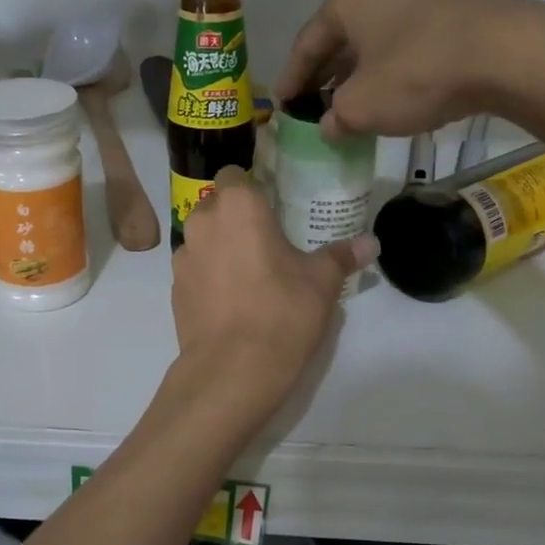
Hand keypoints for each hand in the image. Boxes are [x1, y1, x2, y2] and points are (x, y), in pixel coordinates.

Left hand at [173, 167, 376, 411]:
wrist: (232, 369)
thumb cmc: (282, 311)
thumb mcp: (322, 282)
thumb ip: (342, 256)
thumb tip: (370, 244)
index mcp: (237, 206)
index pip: (235, 174)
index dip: (252, 186)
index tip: (272, 206)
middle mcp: (202, 222)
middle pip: (216, 206)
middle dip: (237, 218)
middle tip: (267, 241)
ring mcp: (183, 258)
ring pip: (203, 239)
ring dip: (221, 248)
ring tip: (250, 275)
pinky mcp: (174, 290)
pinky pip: (195, 271)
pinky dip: (210, 278)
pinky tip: (232, 302)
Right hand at [276, 0, 544, 141]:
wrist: (506, 55)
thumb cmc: (416, 73)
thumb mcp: (361, 106)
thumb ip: (335, 118)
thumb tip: (329, 125)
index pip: (306, 44)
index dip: (291, 80)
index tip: (281, 106)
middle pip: (340, 41)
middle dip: (325, 78)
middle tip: (313, 109)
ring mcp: (419, 0)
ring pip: (373, 46)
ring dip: (358, 79)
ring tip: (349, 111)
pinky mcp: (450, 18)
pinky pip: (403, 50)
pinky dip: (388, 76)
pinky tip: (390, 102)